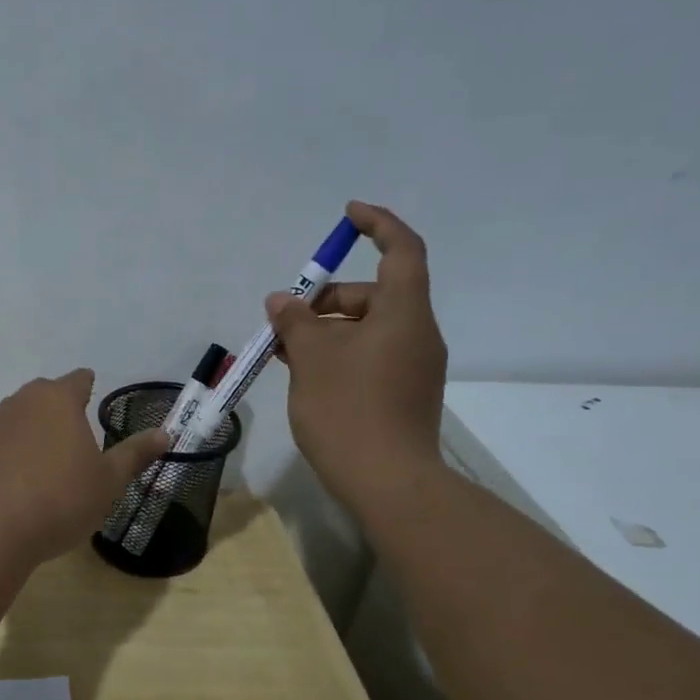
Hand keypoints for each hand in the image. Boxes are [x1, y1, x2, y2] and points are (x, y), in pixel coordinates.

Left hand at [0, 369, 169, 563]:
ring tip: (55, 458)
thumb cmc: (61, 498)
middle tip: (81, 434)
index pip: (79, 379)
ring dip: (39, 430)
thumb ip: (135, 454)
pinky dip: (18, 452)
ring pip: (24, 417)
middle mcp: (24, 402)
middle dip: (64, 408)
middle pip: (48, 394)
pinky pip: (6, 442)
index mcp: (59, 399)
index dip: (91, 388)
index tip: (97, 402)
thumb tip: (165, 433)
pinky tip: (27, 480)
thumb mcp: (108, 481)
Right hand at [267, 201, 448, 506]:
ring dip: (328, 329)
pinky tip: (305, 373)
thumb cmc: (349, 409)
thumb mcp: (312, 358)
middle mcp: (417, 334)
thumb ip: (296, 320)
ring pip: (368, 329)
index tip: (347, 215)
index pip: (401, 250)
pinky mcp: (404, 394)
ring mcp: (413, 367)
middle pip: (375, 294)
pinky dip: (340, 353)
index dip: (377, 225)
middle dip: (328, 297)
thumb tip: (282, 300)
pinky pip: (371, 356)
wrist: (388, 483)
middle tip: (286, 317)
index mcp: (404, 314)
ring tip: (285, 349)